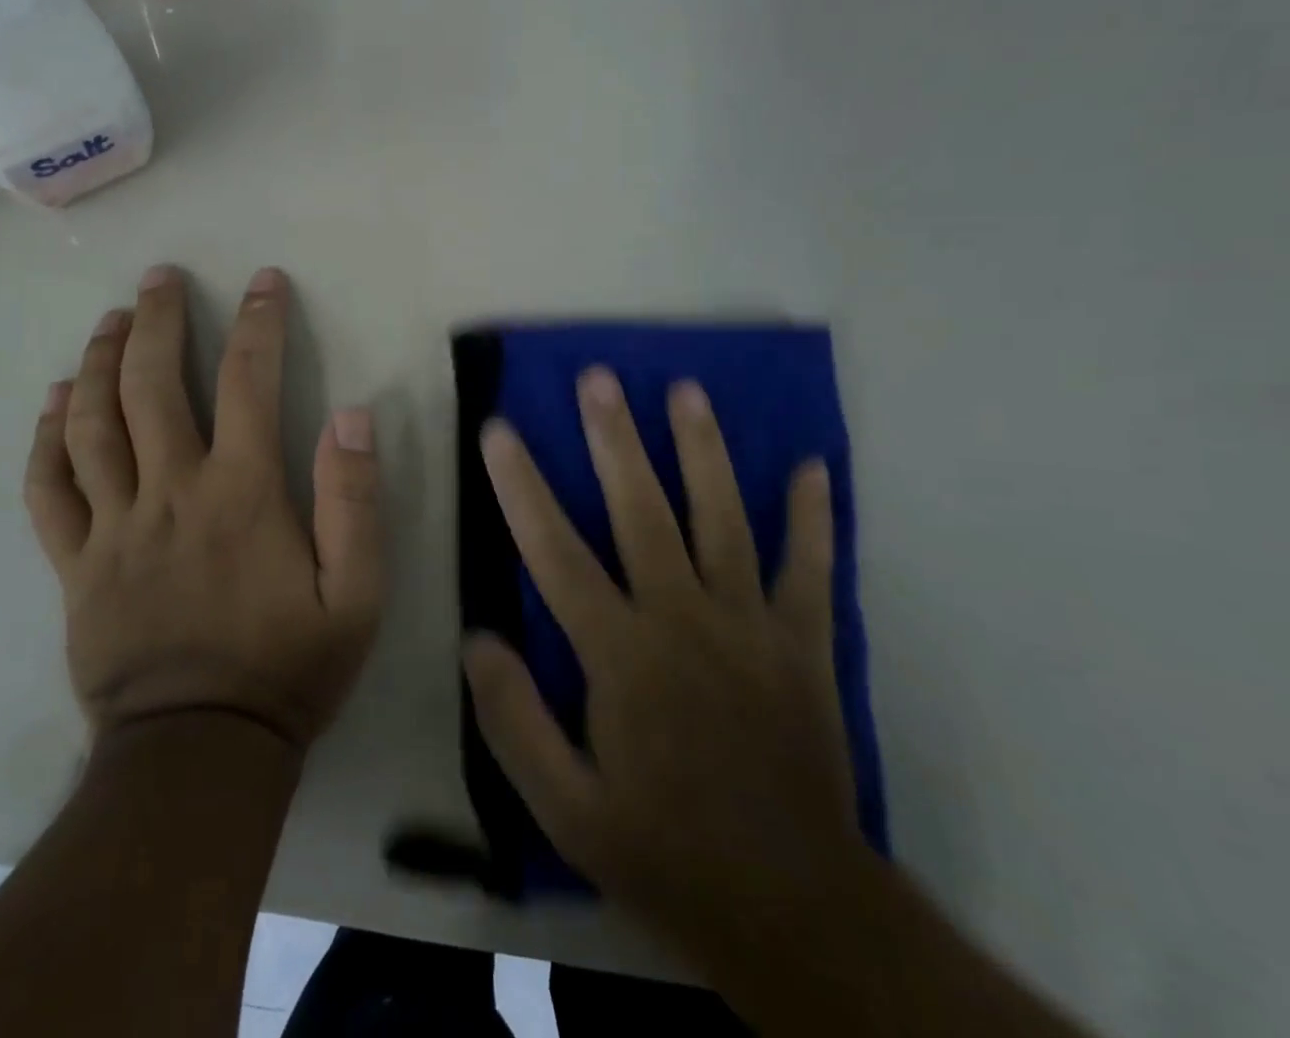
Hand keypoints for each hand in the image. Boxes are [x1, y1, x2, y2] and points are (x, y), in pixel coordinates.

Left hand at [24, 265, 382, 750]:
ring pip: (90, 424)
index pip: (248, 382)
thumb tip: (352, 415)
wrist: (199, 753)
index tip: (264, 282)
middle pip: (150, 385)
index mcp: (240, 493)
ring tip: (108, 320)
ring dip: (97, 362)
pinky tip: (53, 402)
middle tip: (159, 278)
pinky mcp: (76, 564)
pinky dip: (46, 439)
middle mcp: (170, 492)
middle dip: (156, 320)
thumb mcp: (356, 594)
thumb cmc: (287, 668)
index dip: (258, 323)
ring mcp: (113, 527)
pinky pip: (48, 490)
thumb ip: (355, 501)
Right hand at [464, 368, 861, 976]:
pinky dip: (813, 518)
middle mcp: (684, 621)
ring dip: (702, 451)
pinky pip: (810, 570)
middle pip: (642, 512)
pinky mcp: (803, 644)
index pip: (556, 552)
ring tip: (686, 390)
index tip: (499, 430)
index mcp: (621, 656)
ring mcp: (751, 626)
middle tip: (597, 378)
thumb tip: (476, 637)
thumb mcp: (566, 809)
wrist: (795, 912)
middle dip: (614, 439)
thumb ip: (515, 720)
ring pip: (723, 520)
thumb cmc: (665, 852)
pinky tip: (812, 466)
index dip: (521, 487)